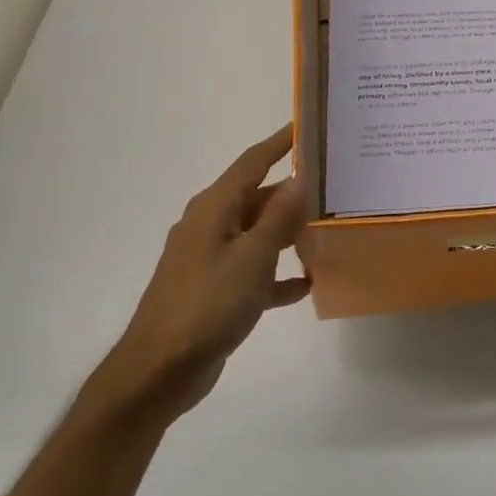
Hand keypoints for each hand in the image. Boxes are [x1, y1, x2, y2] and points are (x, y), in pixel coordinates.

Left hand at [99, 125, 310, 420]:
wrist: (160, 370)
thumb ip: (278, 217)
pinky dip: (277, 274)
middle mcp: (210, 226)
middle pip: (257, 198)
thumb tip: (299, 178)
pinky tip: (306, 284)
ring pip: (258, 234)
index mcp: (214, 209)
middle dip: (293, 191)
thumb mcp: (252, 257)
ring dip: (289, 232)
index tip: (307, 124)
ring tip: (329, 228)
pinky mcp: (215, 291)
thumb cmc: (208, 305)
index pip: (252, 162)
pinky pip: (253, 272)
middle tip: (335, 183)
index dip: (279, 142)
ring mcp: (211, 259)